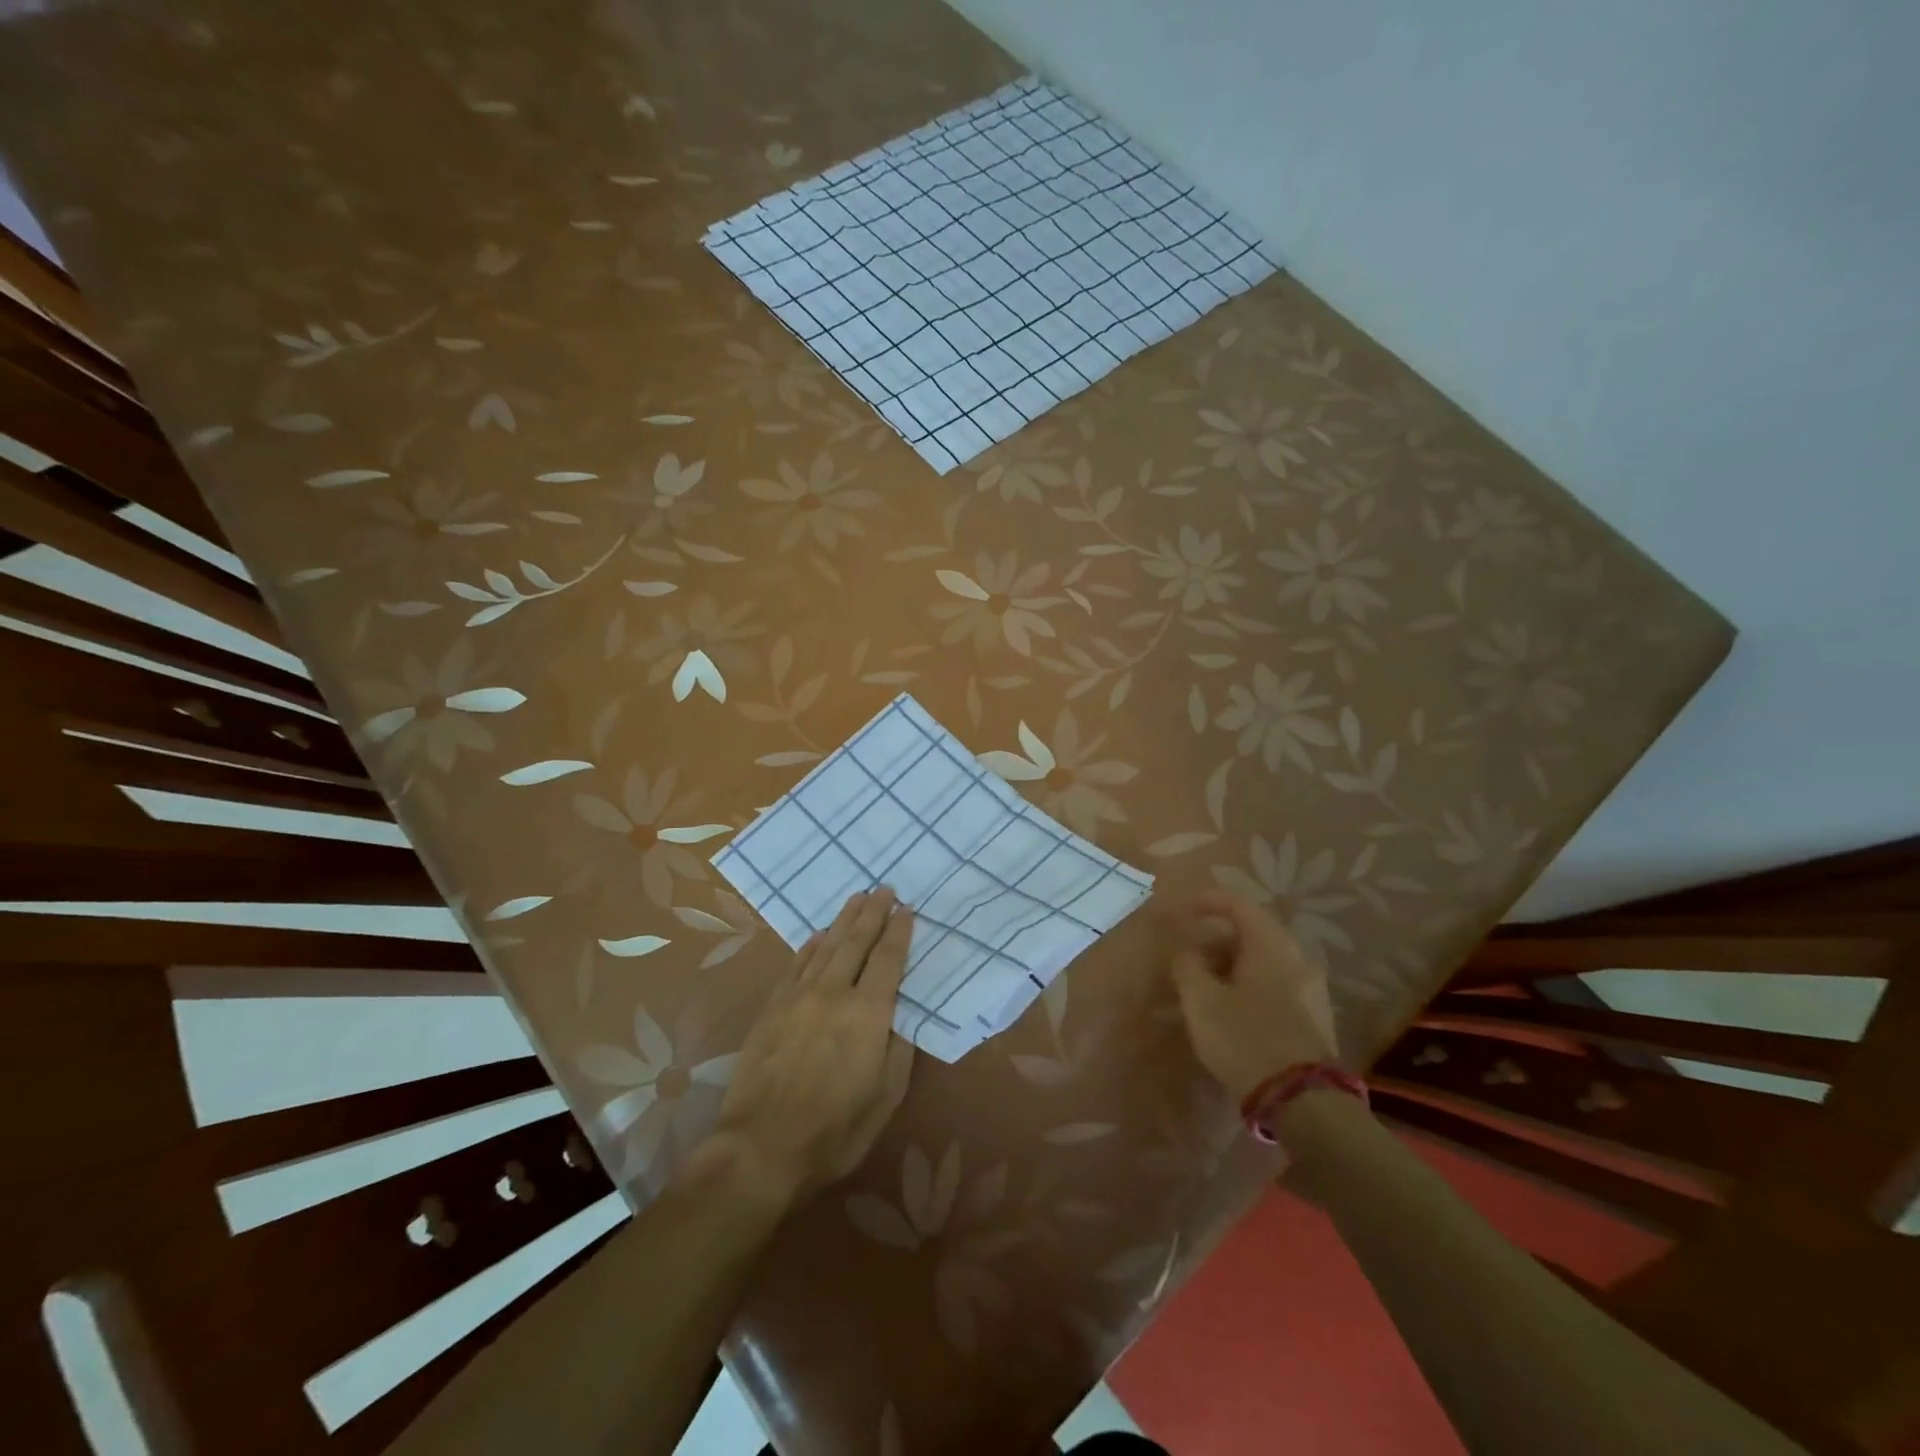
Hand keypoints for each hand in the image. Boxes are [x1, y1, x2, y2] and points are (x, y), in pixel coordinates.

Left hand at [708, 888, 915, 1208]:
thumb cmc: (834, 1130)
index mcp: (868, 1013)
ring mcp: (798, 997)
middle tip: (883, 888)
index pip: (888, 959)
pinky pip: (795, 965)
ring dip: (843, 920)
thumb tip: (901, 1016)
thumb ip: (898, 1050)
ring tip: (857, 898)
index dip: (899, 932)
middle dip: (873, 913)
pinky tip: (818, 935)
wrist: (760, 1148)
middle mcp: (834, 993)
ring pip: (826, 946)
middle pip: (856, 942)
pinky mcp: (772, 1008)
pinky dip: (810, 946)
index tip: (907, 909)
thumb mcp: (885, 1097)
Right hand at [1164, 890, 1338, 1098]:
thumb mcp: (1201, 999)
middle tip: (1188, 956)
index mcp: (1271, 944)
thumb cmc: (1245, 1038)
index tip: (1182, 911)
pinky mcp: (1313, 1017)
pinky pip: (1274, 985)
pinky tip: (1229, 1010)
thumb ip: (1187, 965)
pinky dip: (1248, 985)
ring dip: (1231, 965)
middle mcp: (1297, 958)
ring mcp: (1310, 989)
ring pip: (1263, 962)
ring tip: (1203, 987)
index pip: (1238, 904)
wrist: (1302, 1102)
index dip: (1207, 902)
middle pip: (1252, 933)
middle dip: (1216, 940)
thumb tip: (1187, 950)